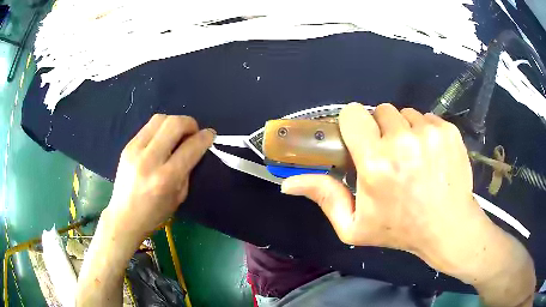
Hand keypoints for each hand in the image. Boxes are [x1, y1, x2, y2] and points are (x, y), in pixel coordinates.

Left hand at [104, 114, 214, 245]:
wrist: (124, 216)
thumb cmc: (155, 213)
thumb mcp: (179, 197)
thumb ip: (187, 170)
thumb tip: (194, 147)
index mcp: (165, 178)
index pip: (190, 148)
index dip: (205, 137)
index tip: (210, 134)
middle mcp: (149, 160)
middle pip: (174, 124)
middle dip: (190, 123)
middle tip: (193, 133)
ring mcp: (135, 150)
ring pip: (160, 119)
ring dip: (174, 122)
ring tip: (177, 135)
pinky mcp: (127, 146)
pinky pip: (148, 126)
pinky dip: (161, 128)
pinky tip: (162, 140)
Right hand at [281, 103, 493, 275]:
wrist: (448, 227)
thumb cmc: (400, 229)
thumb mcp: (354, 225)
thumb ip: (323, 197)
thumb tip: (288, 182)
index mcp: (376, 163)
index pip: (354, 114)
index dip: (354, 124)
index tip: (361, 139)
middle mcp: (403, 141)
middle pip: (381, 111)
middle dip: (381, 129)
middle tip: (390, 155)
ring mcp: (429, 133)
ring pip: (406, 113)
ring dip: (404, 130)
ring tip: (412, 156)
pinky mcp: (448, 130)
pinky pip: (427, 118)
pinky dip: (424, 131)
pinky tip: (430, 155)